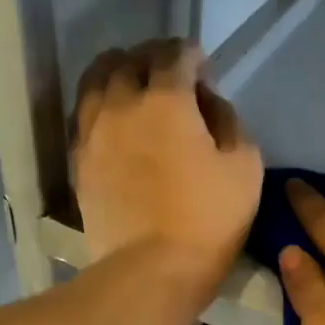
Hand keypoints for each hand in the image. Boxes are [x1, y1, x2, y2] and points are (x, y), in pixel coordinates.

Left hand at [73, 40, 262, 304]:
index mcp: (166, 99)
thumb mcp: (245, 167)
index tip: (203, 67)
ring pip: (96, 80)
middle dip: (152, 57)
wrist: (151, 270)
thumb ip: (230, 122)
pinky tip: (114, 119)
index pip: (174, 55)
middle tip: (170, 74)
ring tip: (134, 87)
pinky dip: (101, 105)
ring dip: (118, 73)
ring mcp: (93, 132)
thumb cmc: (208, 220)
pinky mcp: (79, 161)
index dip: (192, 54)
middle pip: (129, 59)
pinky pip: (85, 114)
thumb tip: (209, 103)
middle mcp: (122, 103)